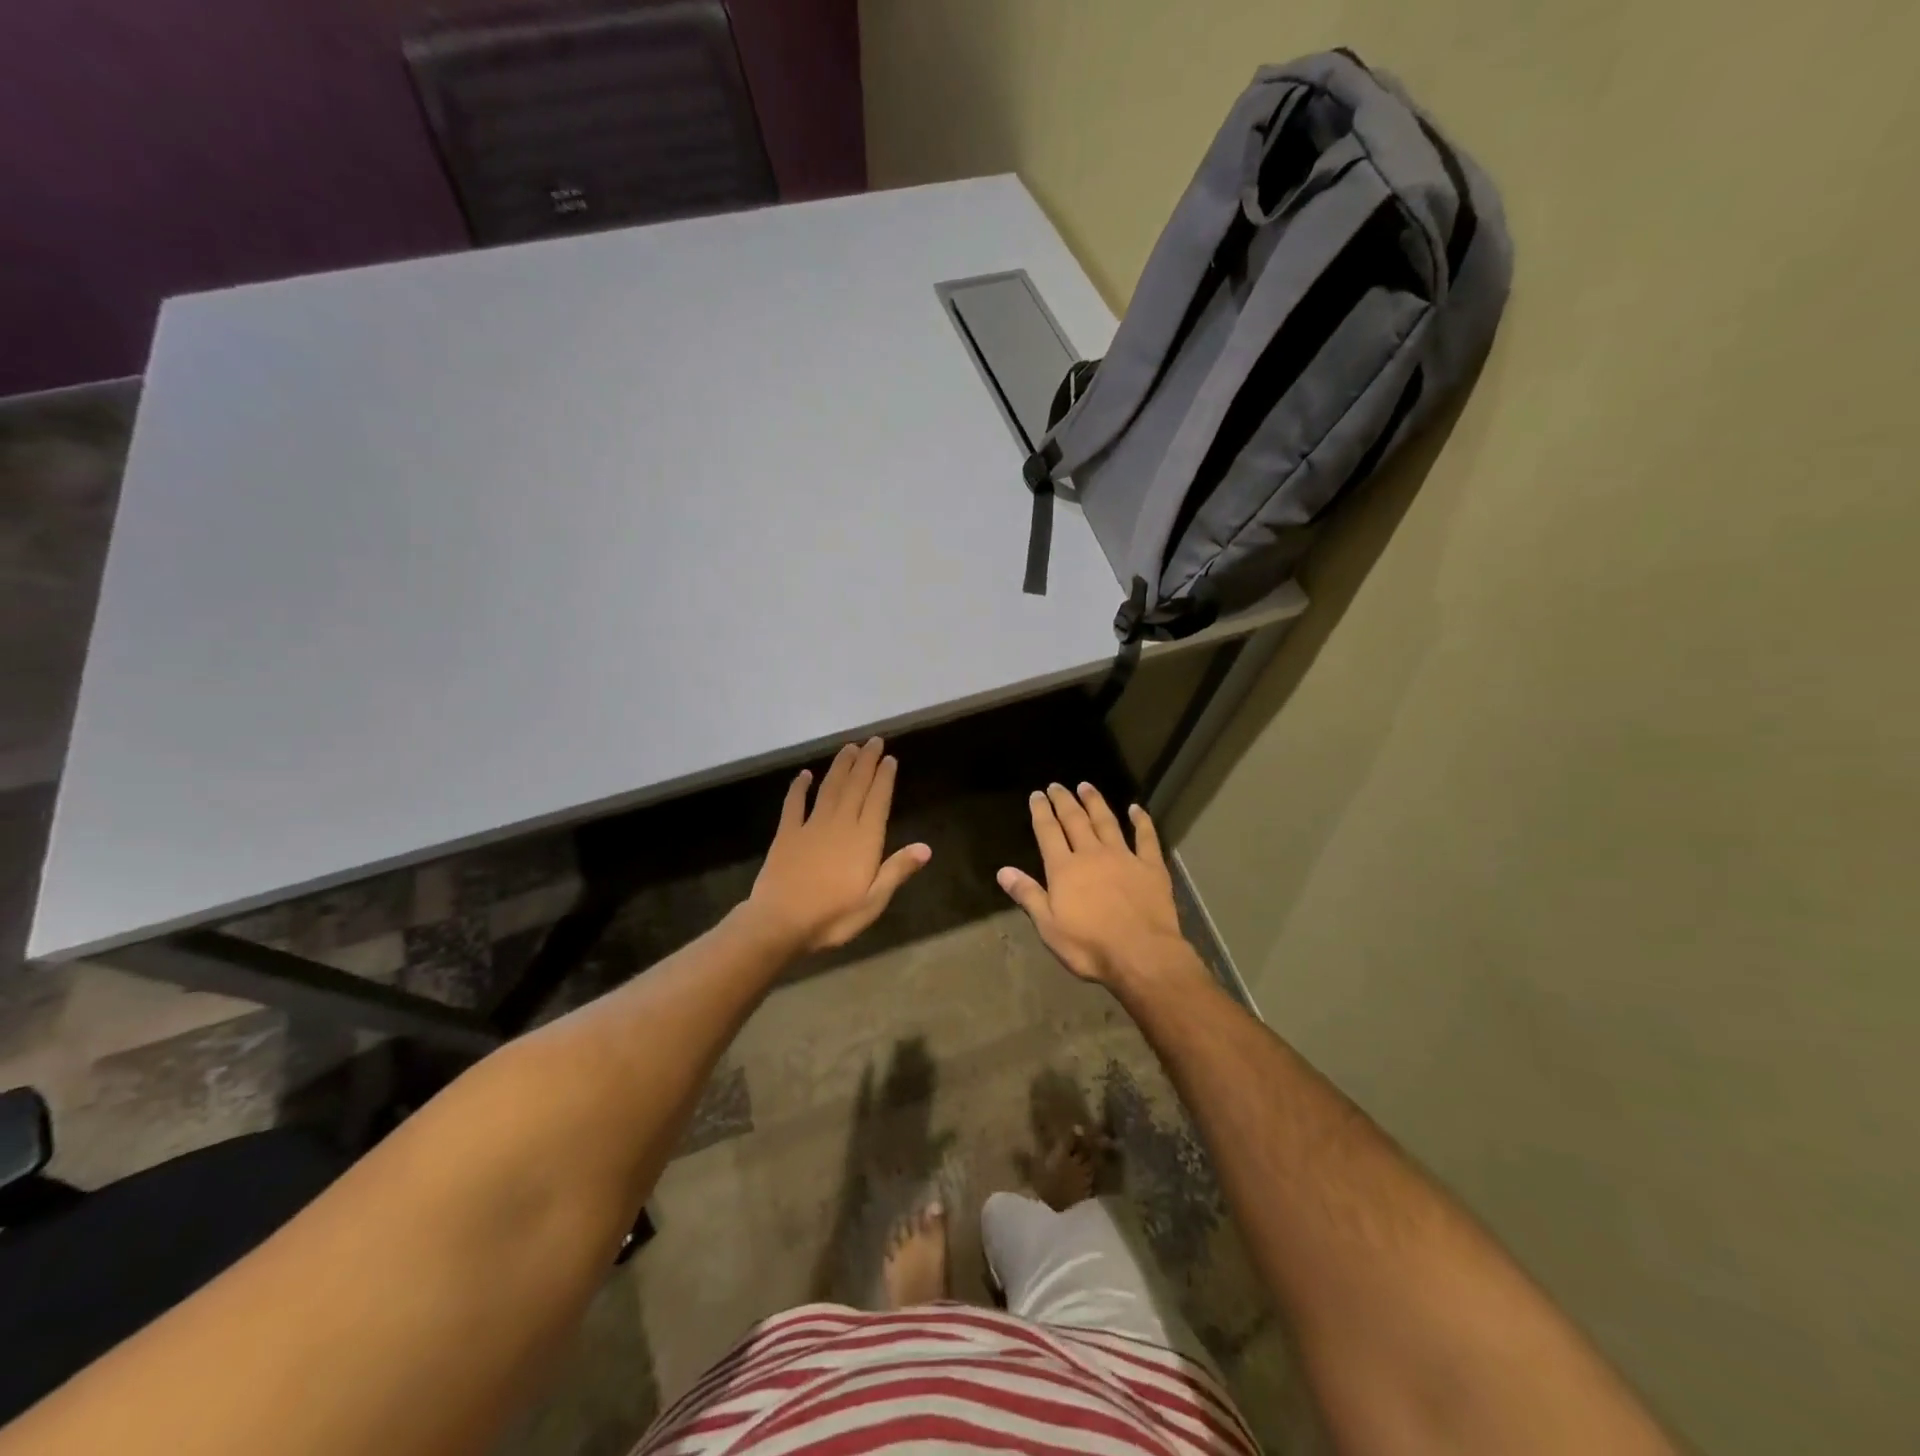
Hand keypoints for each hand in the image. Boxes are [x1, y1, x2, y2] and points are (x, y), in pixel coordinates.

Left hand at [747, 738, 930, 952]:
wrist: (780, 922)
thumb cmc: (833, 916)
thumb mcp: (873, 901)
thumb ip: (897, 870)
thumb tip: (926, 847)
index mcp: (864, 839)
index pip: (878, 800)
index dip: (884, 778)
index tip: (890, 757)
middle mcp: (840, 824)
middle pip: (856, 786)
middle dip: (866, 762)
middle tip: (873, 741)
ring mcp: (811, 826)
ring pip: (830, 788)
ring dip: (840, 767)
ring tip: (849, 748)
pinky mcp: (786, 834)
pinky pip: (794, 804)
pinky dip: (799, 787)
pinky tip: (804, 774)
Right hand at [997, 783, 1197, 987]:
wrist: (1142, 954)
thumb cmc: (1089, 946)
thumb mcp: (1048, 926)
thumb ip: (1028, 895)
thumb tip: (1002, 871)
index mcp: (1064, 869)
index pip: (1048, 832)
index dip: (1041, 812)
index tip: (1037, 794)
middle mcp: (1092, 854)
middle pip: (1075, 820)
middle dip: (1064, 801)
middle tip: (1057, 786)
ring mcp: (1124, 857)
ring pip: (1106, 822)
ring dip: (1095, 802)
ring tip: (1086, 786)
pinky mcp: (1151, 867)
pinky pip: (1146, 837)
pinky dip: (1141, 821)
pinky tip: (1136, 808)